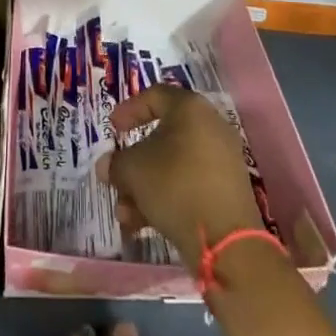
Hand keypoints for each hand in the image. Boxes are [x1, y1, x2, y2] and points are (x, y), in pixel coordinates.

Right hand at [97, 84, 264, 269]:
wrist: (226, 239)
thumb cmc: (174, 186)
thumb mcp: (133, 170)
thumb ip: (116, 164)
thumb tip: (108, 167)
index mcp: (190, 109)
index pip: (155, 96)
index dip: (129, 109)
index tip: (112, 129)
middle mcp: (210, 127)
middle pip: (162, 137)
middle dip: (134, 162)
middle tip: (116, 179)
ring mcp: (222, 159)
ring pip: (173, 165)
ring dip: (145, 187)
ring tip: (125, 214)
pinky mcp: (227, 189)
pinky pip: (189, 184)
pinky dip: (166, 198)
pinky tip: (143, 225)